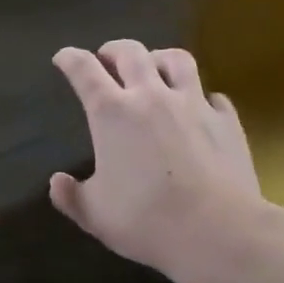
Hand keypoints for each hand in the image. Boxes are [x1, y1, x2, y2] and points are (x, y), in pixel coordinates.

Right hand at [50, 40, 283, 279]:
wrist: (219, 232)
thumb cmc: (147, 220)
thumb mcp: (95, 215)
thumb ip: (72, 196)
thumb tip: (57, 183)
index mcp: (111, 112)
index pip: (83, 69)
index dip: (69, 58)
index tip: (63, 58)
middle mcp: (151, 96)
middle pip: (130, 52)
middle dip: (113, 50)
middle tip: (107, 59)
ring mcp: (193, 104)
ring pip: (177, 59)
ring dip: (159, 59)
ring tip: (155, 69)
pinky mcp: (226, 121)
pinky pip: (213, 96)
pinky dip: (201, 97)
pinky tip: (200, 109)